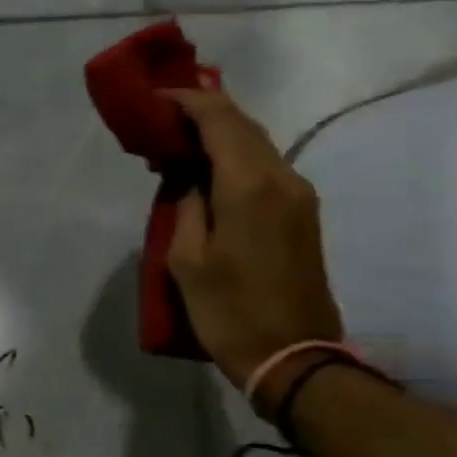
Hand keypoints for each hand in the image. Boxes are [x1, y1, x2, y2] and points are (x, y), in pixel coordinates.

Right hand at [164, 87, 343, 407]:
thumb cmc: (230, 310)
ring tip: (177, 143)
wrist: (294, 357)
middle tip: (161, 118)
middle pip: (242, 126)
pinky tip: (207, 171)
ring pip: (256, 145)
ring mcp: (299, 196)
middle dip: (202, 113)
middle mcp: (283, 179)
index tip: (155, 98)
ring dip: (218, 136)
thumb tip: (188, 177)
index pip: (219, 119)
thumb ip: (185, 204)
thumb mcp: (187, 259)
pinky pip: (265, 168)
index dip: (186, 101)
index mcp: (250, 186)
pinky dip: (233, 158)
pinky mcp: (302, 214)